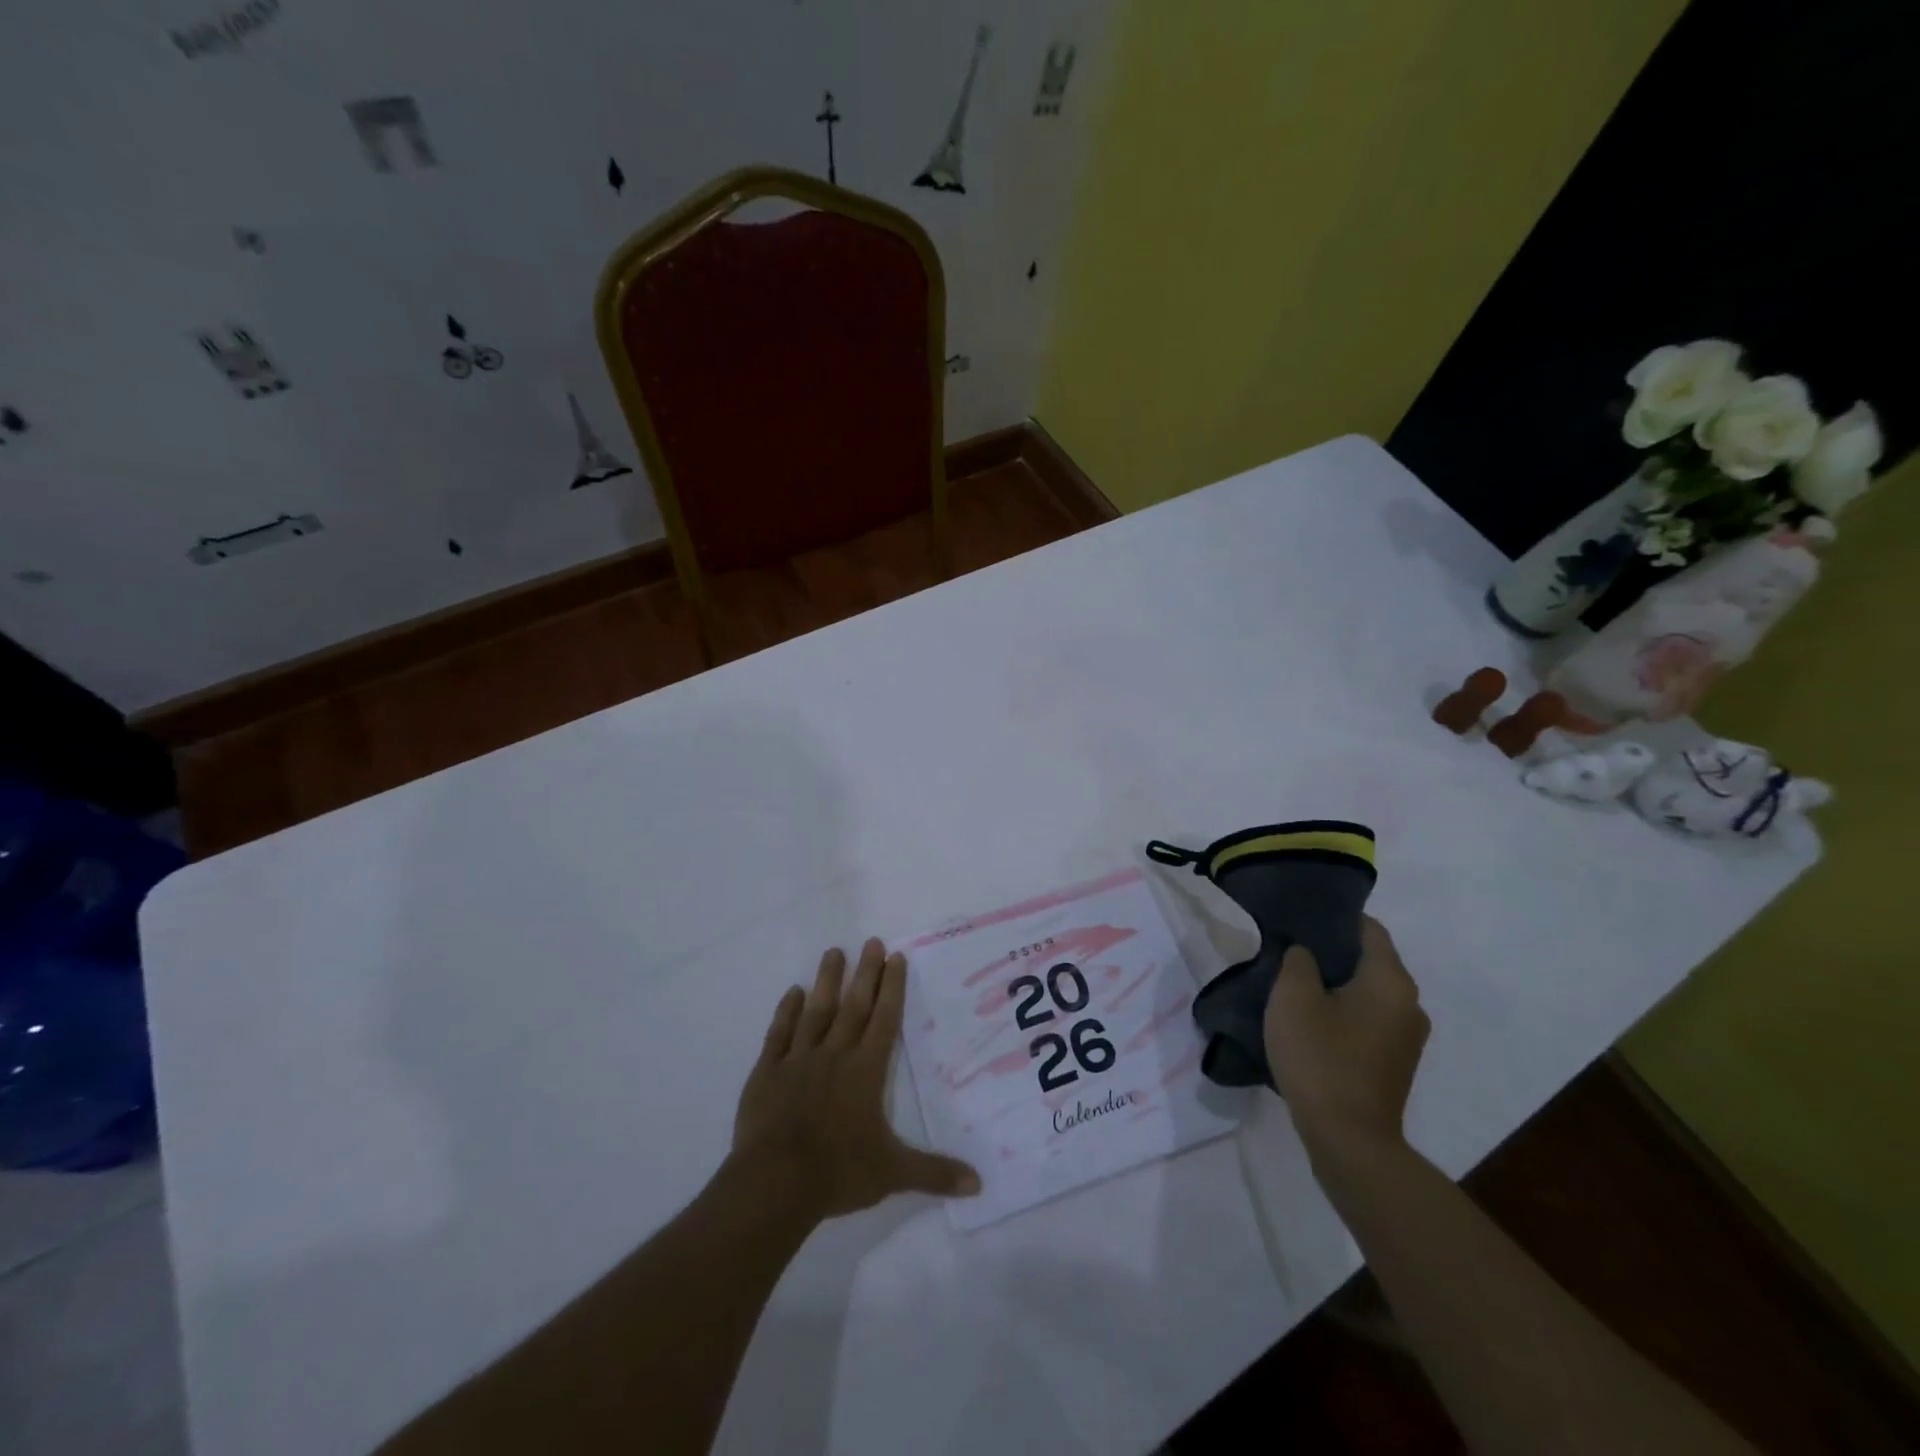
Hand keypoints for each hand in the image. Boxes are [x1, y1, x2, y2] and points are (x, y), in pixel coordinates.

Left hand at [732, 938, 980, 1220]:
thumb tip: (979, 1184)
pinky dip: (786, 1012)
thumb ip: (934, 1173)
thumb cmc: (839, 1172)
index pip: (884, 1021)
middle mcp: (834, 1056)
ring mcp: (798, 1060)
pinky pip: (779, 1034)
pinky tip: (792, 992)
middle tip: (871, 941)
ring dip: (826, 981)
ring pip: (815, 1012)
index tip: (895, 957)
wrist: (775, 1182)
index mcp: (865, 1072)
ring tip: (833, 952)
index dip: (892, 988)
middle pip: (853, 1007)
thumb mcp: (893, 1174)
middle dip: (865, 973)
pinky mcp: (767, 1073)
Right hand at [1262, 917, 1430, 1161]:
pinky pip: (1369, 1019)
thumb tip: (1306, 952)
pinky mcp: (1396, 1062)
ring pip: (1368, 992)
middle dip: (1332, 951)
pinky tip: (1312, 1020)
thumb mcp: (1293, 998)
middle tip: (1290, 949)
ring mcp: (1407, 1037)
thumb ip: (1298, 961)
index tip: (1301, 916)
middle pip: (1370, 960)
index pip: (1369, 929)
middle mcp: (1410, 1004)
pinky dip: (1344, 1011)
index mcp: (1391, 981)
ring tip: (1295, 984)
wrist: (1348, 1139)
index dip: (1335, 917)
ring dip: (1336, 984)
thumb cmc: (1320, 1058)